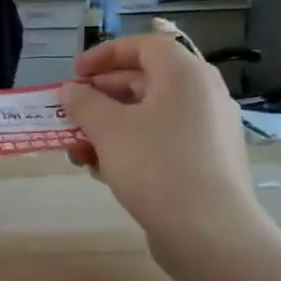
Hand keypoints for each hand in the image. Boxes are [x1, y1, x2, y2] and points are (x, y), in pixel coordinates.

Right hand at [61, 33, 265, 274]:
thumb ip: (84, 103)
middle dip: (101, 96)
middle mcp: (202, 96)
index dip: (104, 54)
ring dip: (109, 127)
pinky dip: (130, 148)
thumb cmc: (155, 167)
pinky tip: (103, 171)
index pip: (143, 47)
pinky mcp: (206, 163)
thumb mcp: (108, 129)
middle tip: (71, 112)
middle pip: (145, 81)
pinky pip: (161, 142)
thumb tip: (72, 90)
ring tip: (78, 151)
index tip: (74, 73)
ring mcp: (207, 132)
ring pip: (149, 116)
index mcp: (185, 76)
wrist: (209, 233)